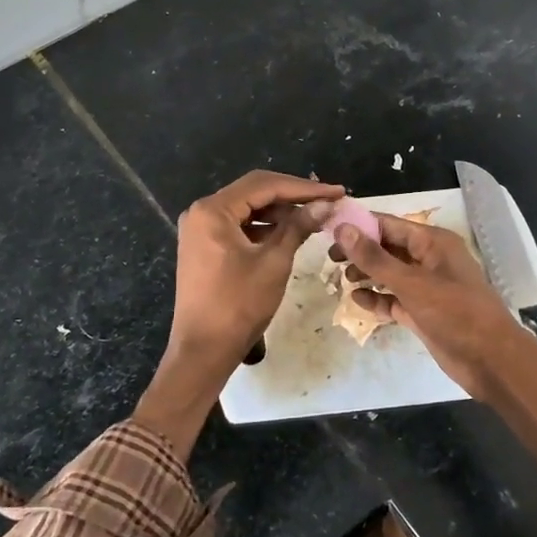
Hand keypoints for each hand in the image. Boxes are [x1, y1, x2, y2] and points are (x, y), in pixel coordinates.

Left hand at [168, 169, 342, 372]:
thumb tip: (325, 204)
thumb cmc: (238, 305)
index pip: (264, 185)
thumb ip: (298, 227)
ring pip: (247, 209)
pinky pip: (239, 226)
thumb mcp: (274, 262)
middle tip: (328, 200)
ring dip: (280, 212)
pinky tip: (290, 232)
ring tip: (315, 217)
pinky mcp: (204, 246)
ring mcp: (200, 230)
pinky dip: (264, 228)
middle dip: (293, 196)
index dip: (304, 187)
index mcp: (213, 210)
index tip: (336, 192)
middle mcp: (201, 212)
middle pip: (254, 192)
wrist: (203, 350)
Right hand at [336, 214, 530, 400]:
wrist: (490, 360)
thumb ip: (375, 258)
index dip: (359, 225)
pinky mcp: (423, 312)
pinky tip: (357, 301)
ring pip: (390, 274)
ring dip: (367, 275)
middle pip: (388, 248)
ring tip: (341, 280)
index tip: (328, 229)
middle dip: (360, 251)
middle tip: (330, 258)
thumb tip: (342, 229)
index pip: (389, 224)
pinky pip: (394, 299)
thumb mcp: (411, 283)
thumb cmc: (455, 313)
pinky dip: (377, 298)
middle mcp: (429, 259)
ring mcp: (427, 287)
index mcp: (433, 242)